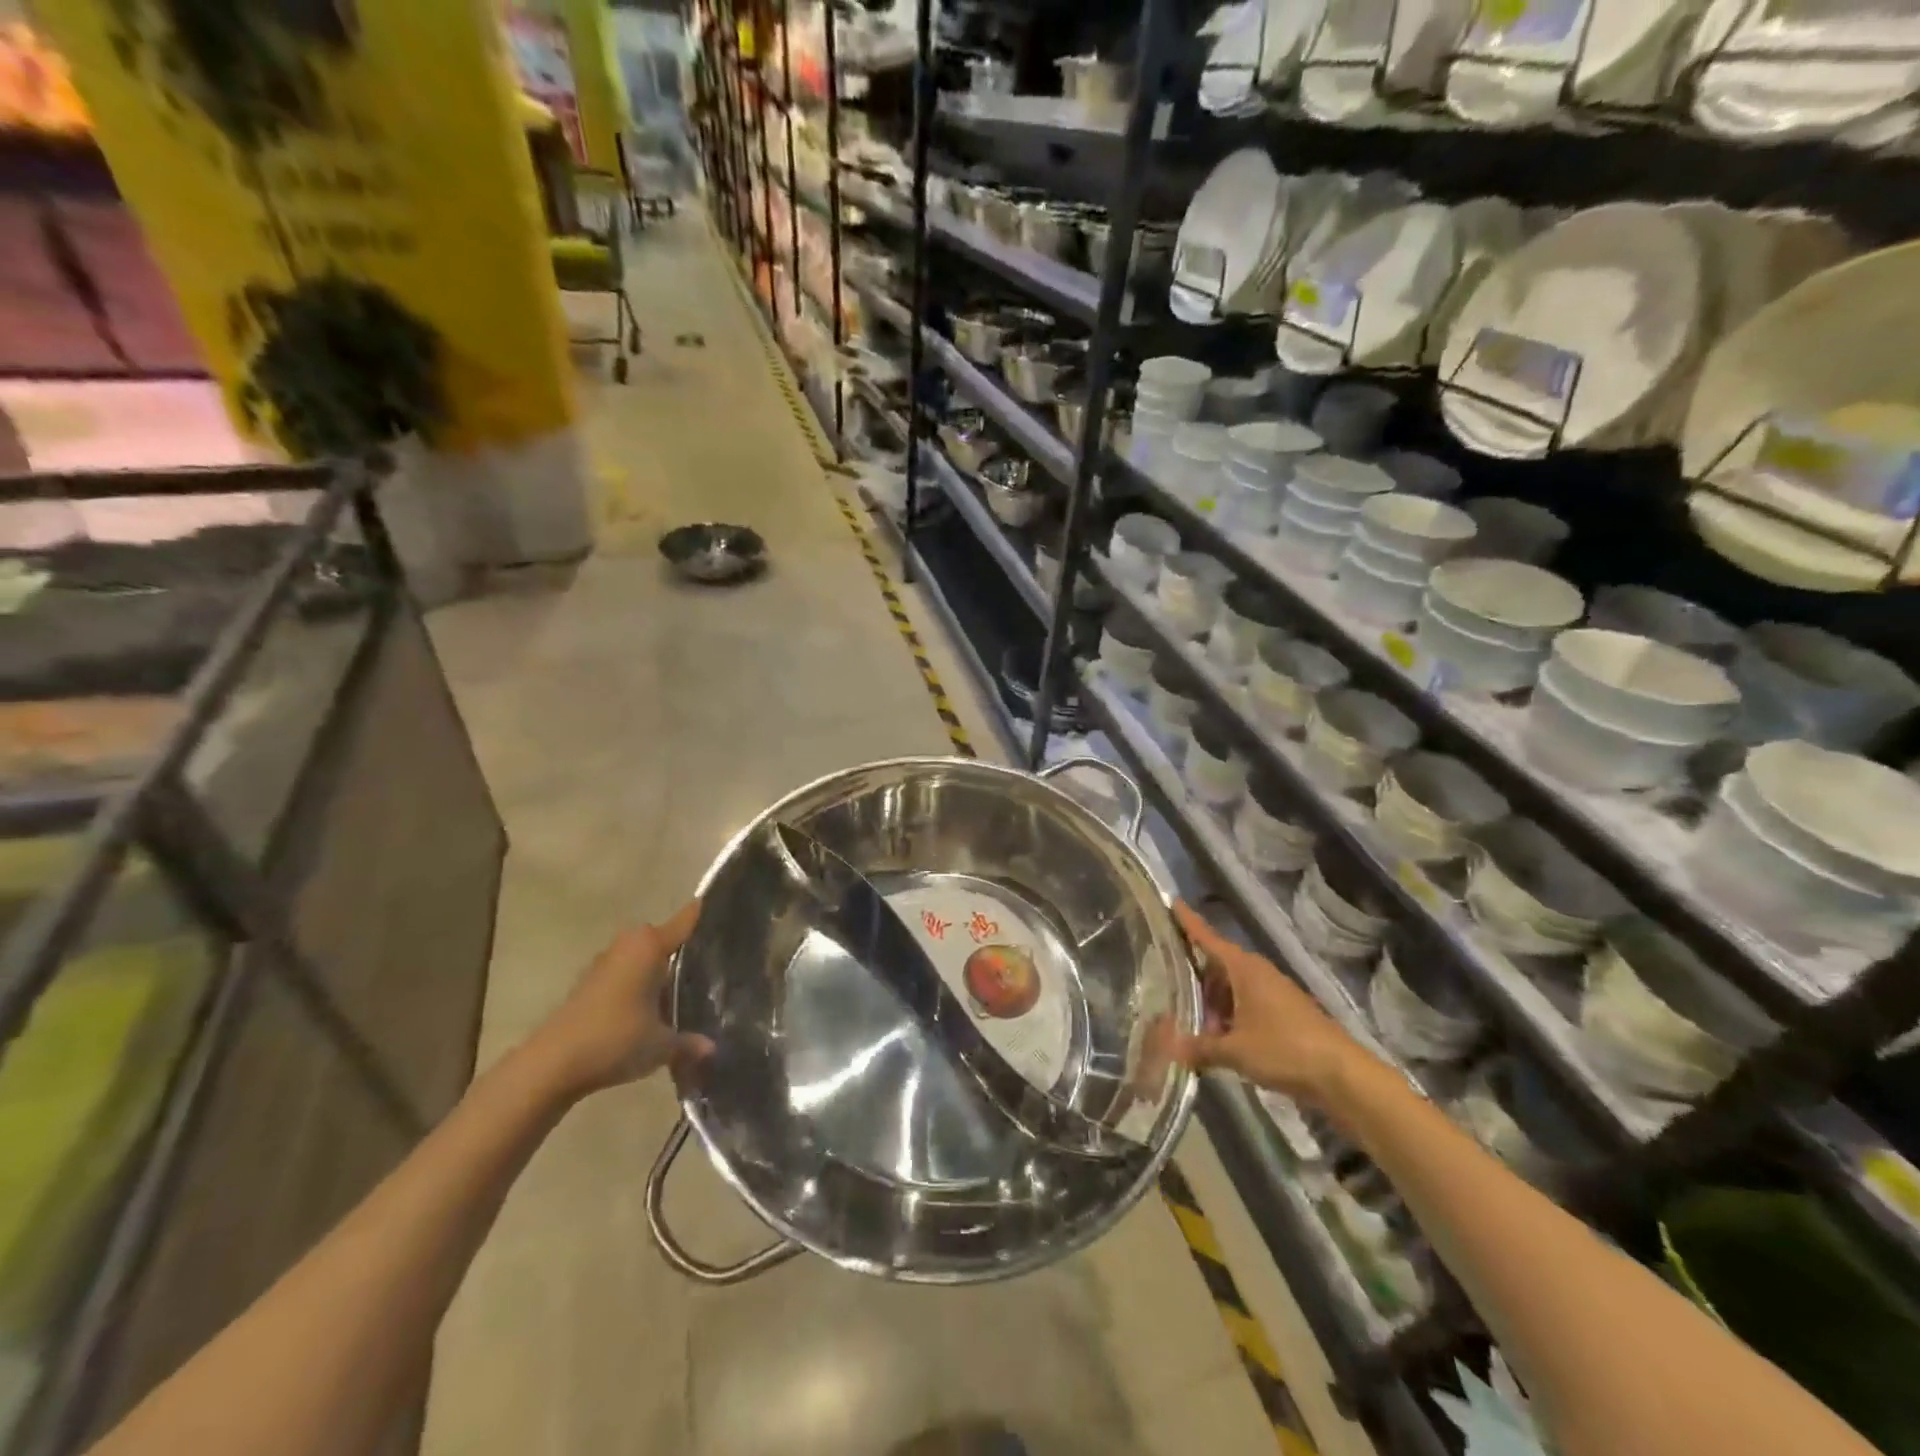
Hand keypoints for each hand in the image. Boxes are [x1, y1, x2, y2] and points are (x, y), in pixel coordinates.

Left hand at [525, 901, 713, 1097]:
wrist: (551, 1065)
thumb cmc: (615, 1039)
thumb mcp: (662, 1045)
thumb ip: (690, 1042)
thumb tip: (712, 1048)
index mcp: (649, 946)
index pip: (686, 919)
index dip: (706, 914)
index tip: (727, 910)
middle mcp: (628, 945)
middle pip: (664, 938)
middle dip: (684, 950)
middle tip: (712, 966)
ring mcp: (605, 963)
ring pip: (643, 958)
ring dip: (658, 971)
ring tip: (686, 991)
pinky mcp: (589, 984)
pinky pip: (626, 974)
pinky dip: (639, 986)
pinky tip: (652, 1009)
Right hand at [1170, 902, 1366, 1103]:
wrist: (1342, 1075)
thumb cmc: (1284, 1049)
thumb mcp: (1235, 1051)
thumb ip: (1199, 1047)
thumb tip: (1167, 1047)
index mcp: (1244, 969)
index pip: (1208, 938)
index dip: (1189, 922)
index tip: (1173, 902)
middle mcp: (1258, 972)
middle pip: (1219, 966)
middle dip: (1196, 979)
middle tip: (1170, 988)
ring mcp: (1274, 992)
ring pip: (1234, 989)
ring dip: (1215, 1004)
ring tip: (1194, 1025)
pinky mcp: (1286, 1013)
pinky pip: (1248, 1005)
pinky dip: (1232, 1016)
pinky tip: (1221, 1039)